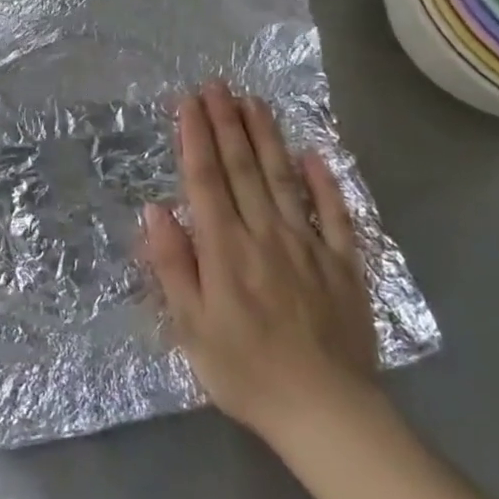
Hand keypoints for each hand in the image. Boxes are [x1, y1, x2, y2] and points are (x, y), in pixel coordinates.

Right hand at [141, 82, 380, 452]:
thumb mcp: (190, 327)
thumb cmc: (245, 372)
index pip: (206, 179)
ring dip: (267, 137)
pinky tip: (315, 154)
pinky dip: (324, 182)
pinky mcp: (344, 265)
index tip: (188, 102)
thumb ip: (172, 264)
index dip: (195, 137)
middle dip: (227, 123)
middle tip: (218, 85)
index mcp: (225, 248)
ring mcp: (309, 246)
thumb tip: (154, 208)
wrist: (327, 414)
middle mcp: (265, 234)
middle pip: (243, 168)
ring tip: (254, 102)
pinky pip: (335, 214)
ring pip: (284, 179)